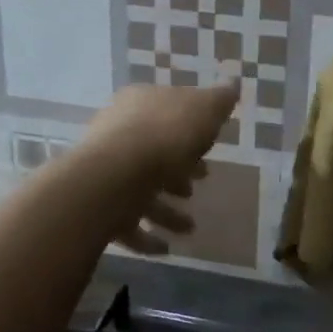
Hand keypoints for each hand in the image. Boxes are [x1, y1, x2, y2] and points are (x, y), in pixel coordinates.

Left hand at [81, 81, 239, 254]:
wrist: (114, 178)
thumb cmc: (165, 136)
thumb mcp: (204, 110)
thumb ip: (219, 100)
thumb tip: (233, 83)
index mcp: (141, 104)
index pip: (167, 112)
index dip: (191, 130)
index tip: (209, 149)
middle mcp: (118, 132)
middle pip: (153, 151)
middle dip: (177, 171)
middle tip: (197, 185)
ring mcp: (106, 170)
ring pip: (141, 189)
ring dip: (166, 210)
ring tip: (189, 228)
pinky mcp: (100, 205)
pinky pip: (126, 223)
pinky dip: (146, 236)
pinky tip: (166, 248)